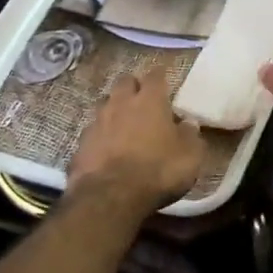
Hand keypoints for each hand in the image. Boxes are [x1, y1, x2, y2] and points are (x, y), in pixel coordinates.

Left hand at [67, 74, 206, 213]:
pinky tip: (105, 148)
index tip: (164, 78)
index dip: (160, 76)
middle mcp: (121, 103)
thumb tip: (189, 124)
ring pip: (104, 104)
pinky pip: (92, 131)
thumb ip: (190, 136)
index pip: (155, 76)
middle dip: (133, 86)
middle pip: (124, 82)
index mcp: (150, 100)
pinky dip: (100, 135)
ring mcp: (97, 122)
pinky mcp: (81, 144)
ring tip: (122, 122)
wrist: (111, 196)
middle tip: (142, 98)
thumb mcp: (190, 156)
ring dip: (113, 109)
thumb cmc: (158, 170)